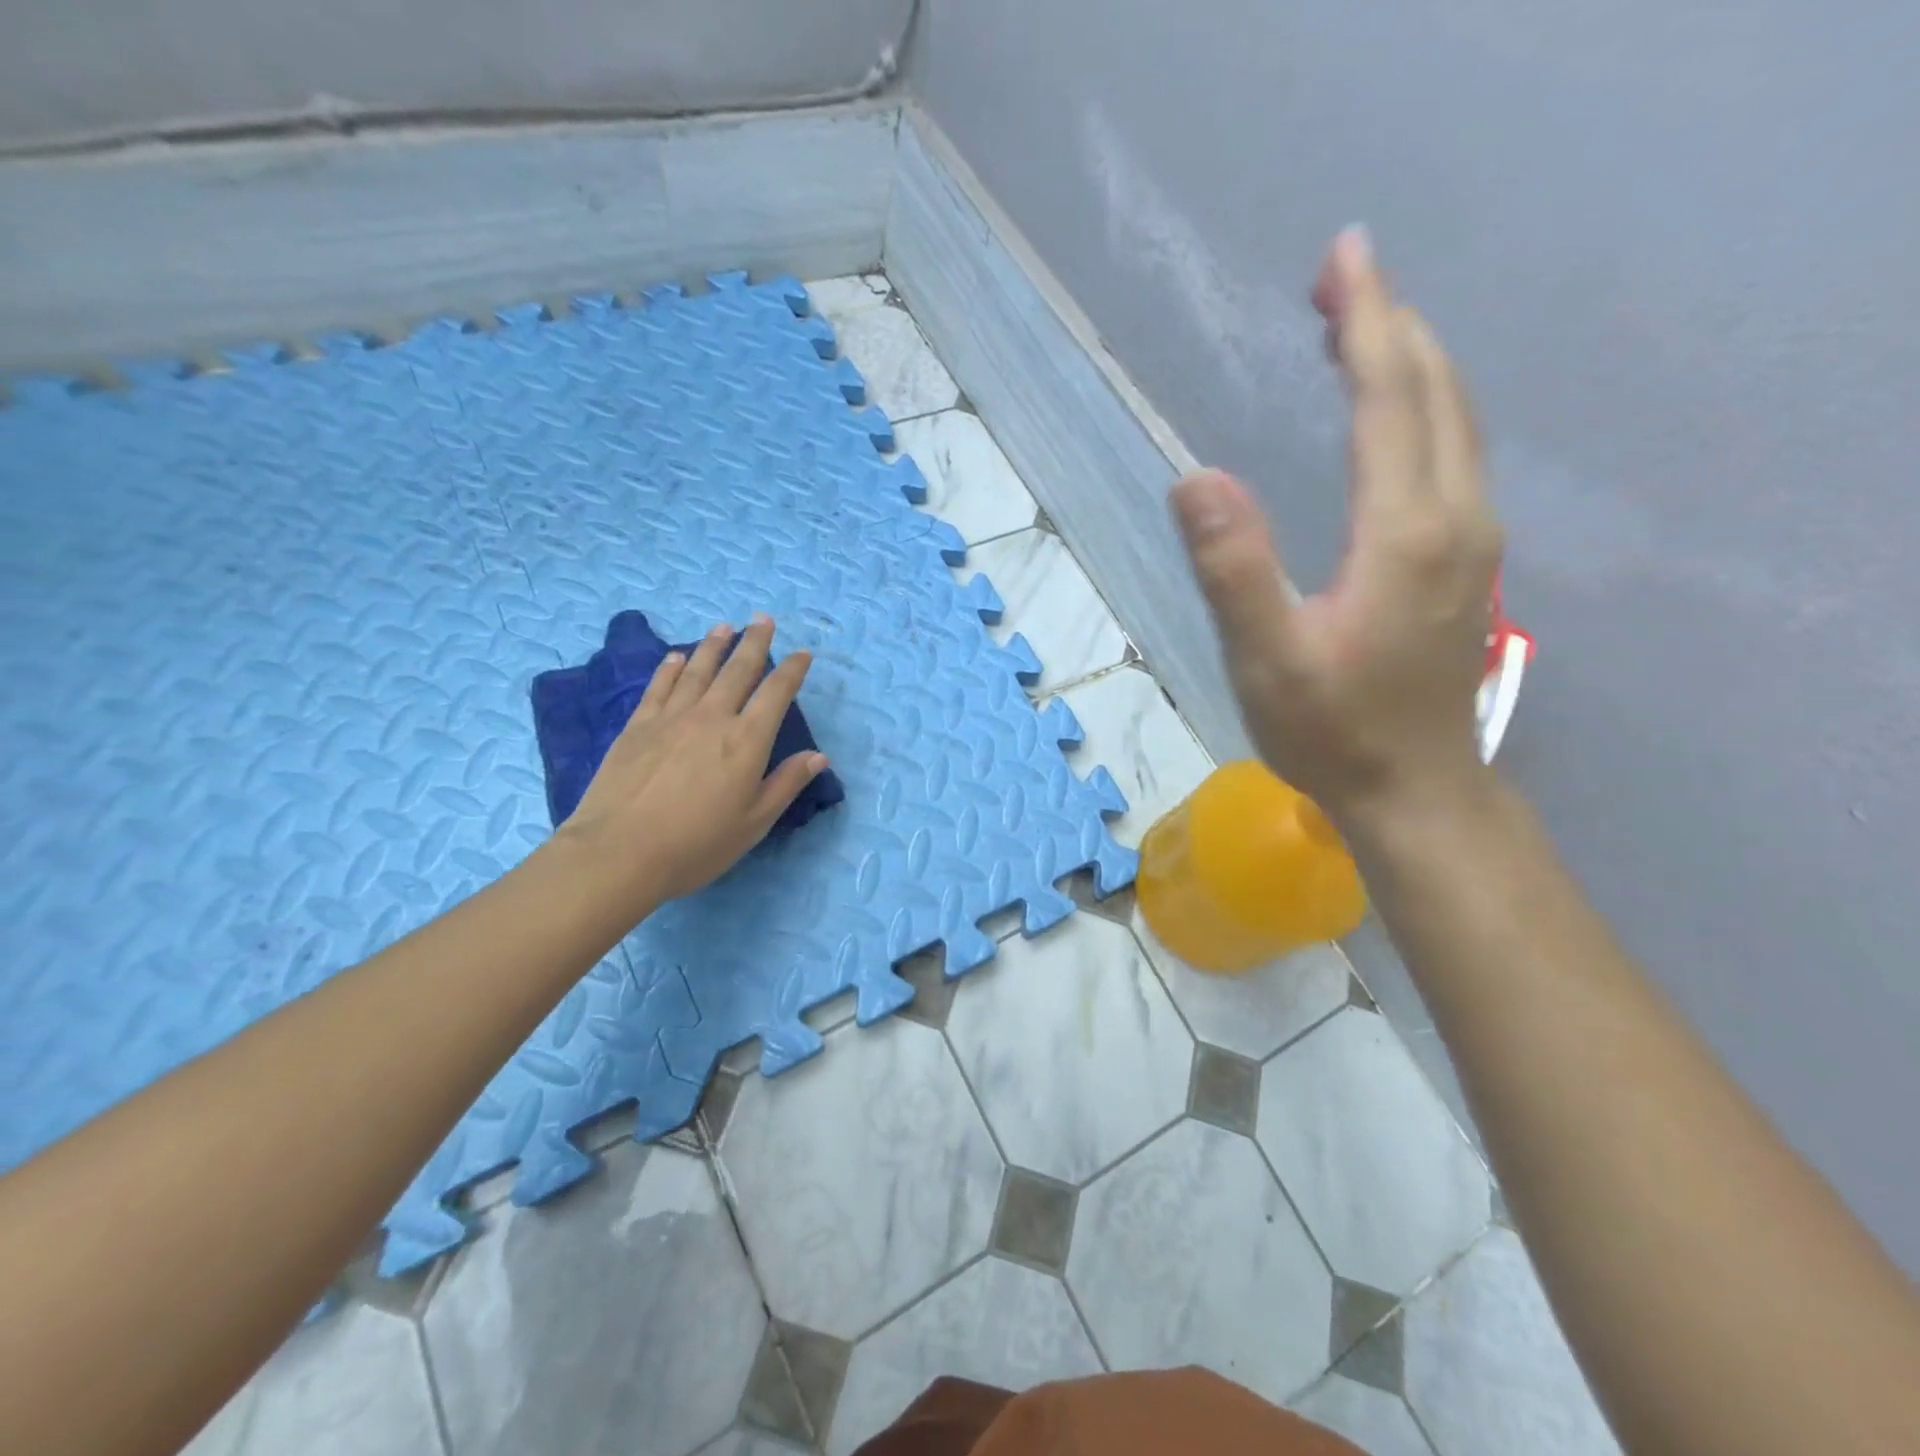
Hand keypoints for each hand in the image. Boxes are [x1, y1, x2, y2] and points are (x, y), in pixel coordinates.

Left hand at [557, 615, 828, 909]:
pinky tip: (677, 657)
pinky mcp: (637, 726)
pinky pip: (659, 686)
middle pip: (738, 670)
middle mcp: (712, 717)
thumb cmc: (697, 843)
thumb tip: (819, 756)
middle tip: (763, 619)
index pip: (776, 693)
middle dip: (754, 643)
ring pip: (698, 670)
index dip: (792, 670)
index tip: (802, 653)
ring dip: (714, 646)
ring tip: (725, 627)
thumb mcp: (754, 822)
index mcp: (746, 740)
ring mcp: (671, 718)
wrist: (619, 852)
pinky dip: (671, 668)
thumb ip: (786, 783)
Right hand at [1171, 226, 1502, 828]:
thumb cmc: (1332, 731)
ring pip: (1453, 420)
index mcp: (1404, 530)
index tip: (1343, 256)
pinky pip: (1452, 453)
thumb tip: (1194, 478)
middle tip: (1340, 277)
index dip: (1366, 321)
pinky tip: (1393, 412)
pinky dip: (1422, 407)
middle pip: (1433, 392)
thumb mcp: (1266, 658)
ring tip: (1360, 328)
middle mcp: (1454, 517)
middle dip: (1389, 324)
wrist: (1414, 790)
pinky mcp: (1465, 560)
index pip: (1388, 398)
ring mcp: (1471, 539)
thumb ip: (1234, 568)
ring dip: (1409, 362)